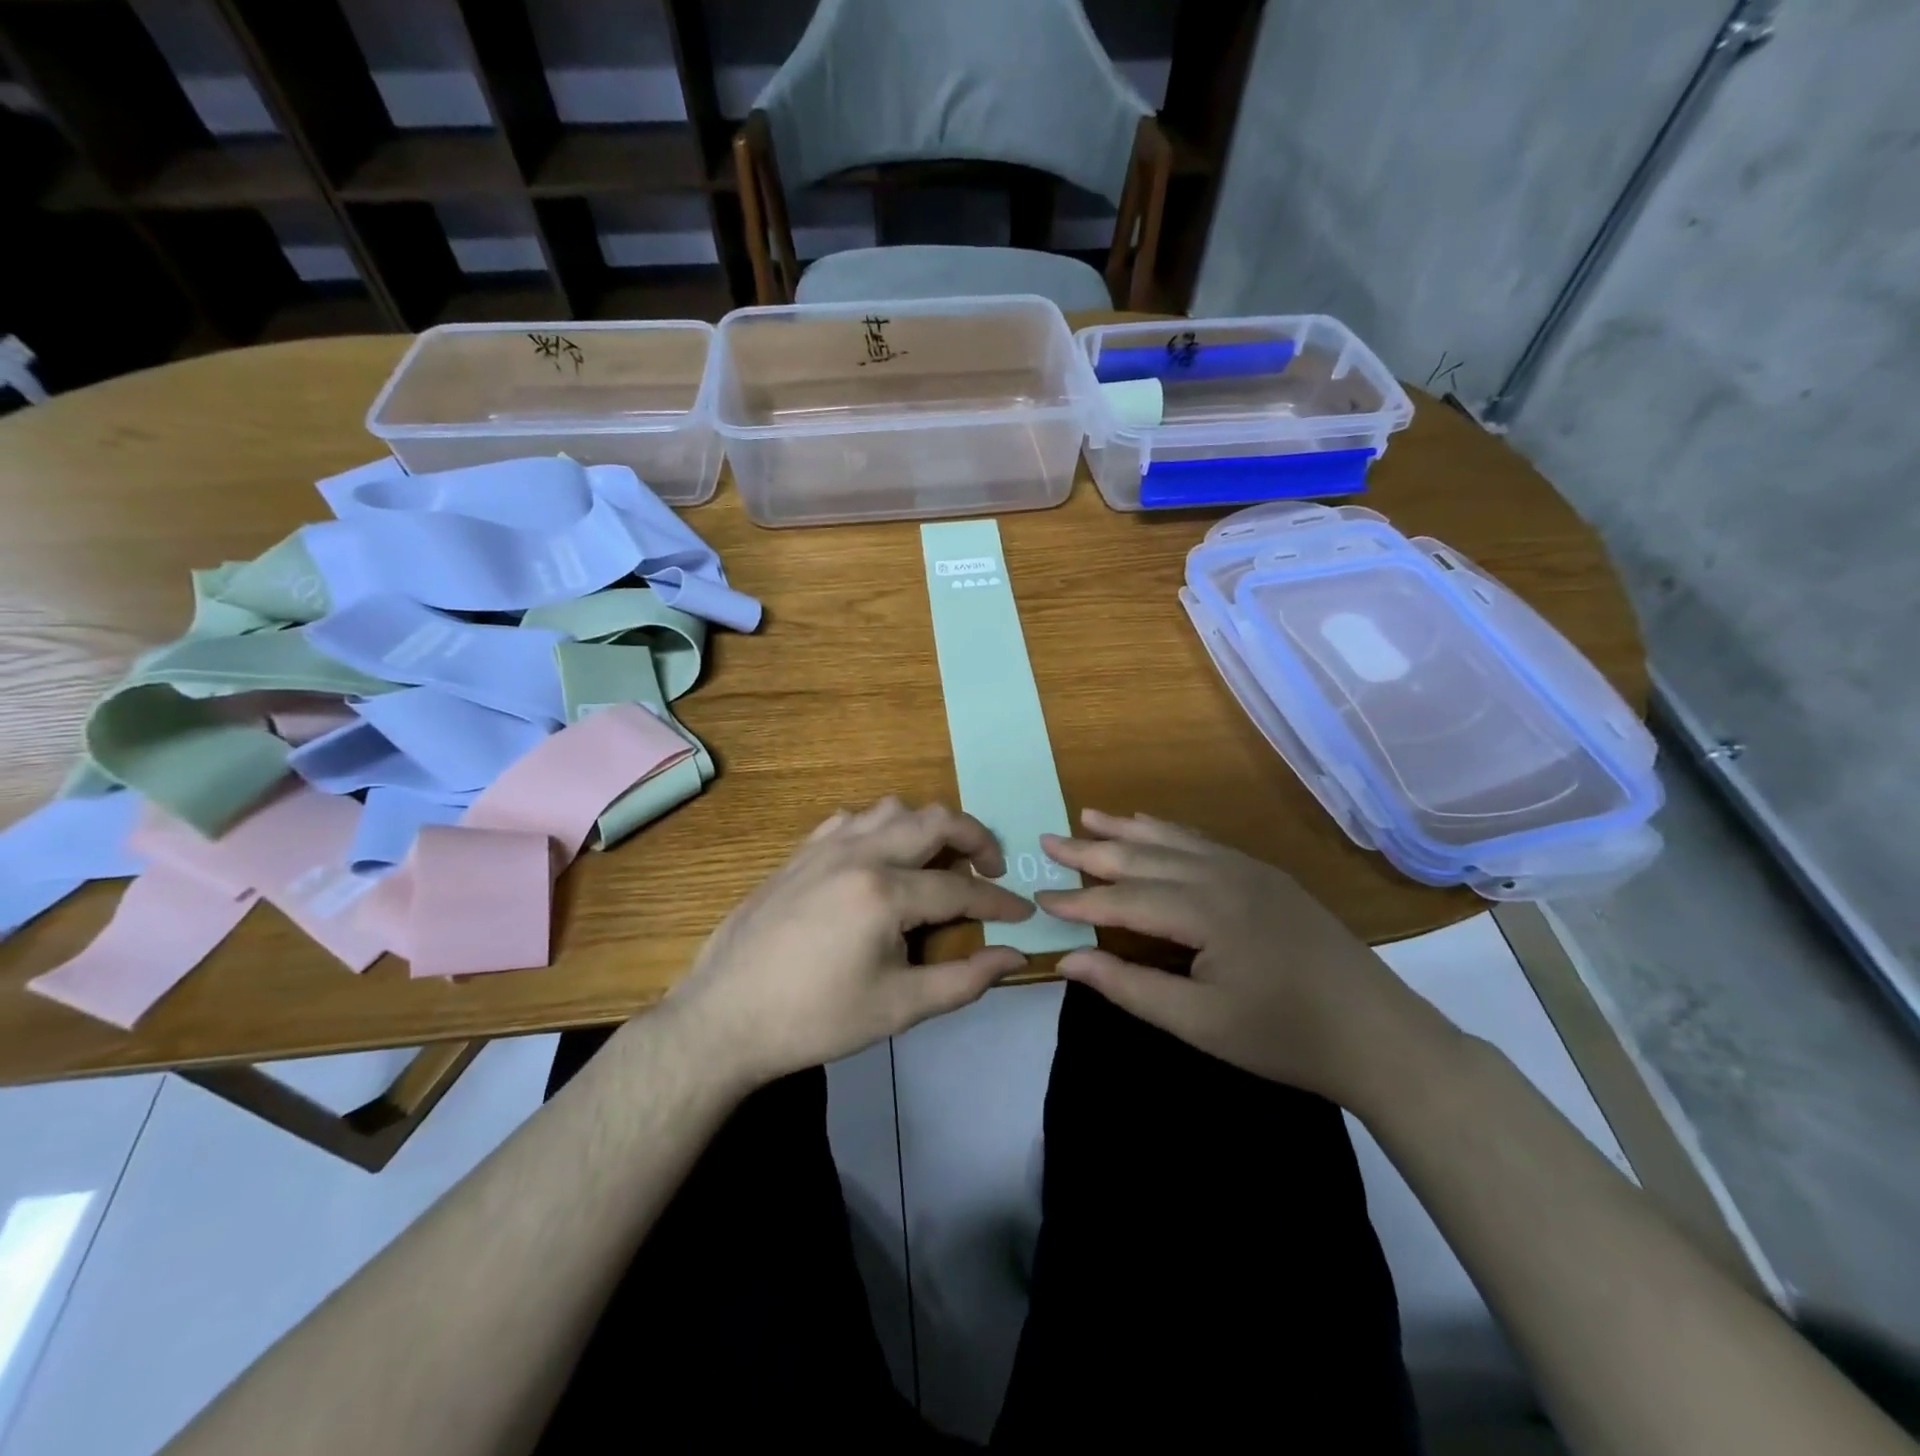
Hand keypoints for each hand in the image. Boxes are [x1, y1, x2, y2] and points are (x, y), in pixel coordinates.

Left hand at [667, 798, 1034, 1088]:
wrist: (725, 1018)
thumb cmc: (815, 1019)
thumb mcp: (898, 1008)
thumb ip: (964, 980)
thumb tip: (1014, 957)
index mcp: (884, 893)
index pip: (961, 889)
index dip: (999, 902)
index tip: (1022, 914)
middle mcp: (859, 854)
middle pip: (934, 821)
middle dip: (975, 838)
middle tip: (990, 869)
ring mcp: (824, 847)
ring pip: (892, 809)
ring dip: (926, 827)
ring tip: (937, 861)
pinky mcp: (800, 853)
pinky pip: (852, 819)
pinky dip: (881, 828)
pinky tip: (879, 859)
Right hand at [1037, 809, 1442, 1108]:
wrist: (1379, 1035)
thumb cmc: (1284, 1037)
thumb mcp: (1200, 1024)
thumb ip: (1130, 986)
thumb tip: (1069, 960)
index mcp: (1205, 911)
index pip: (1124, 899)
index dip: (1079, 900)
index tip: (1038, 896)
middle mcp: (1223, 876)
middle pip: (1144, 858)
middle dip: (1092, 851)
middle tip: (1048, 840)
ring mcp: (1248, 870)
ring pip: (1174, 841)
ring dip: (1127, 831)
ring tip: (1089, 816)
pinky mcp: (1266, 876)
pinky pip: (1204, 842)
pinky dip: (1169, 832)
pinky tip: (1152, 826)